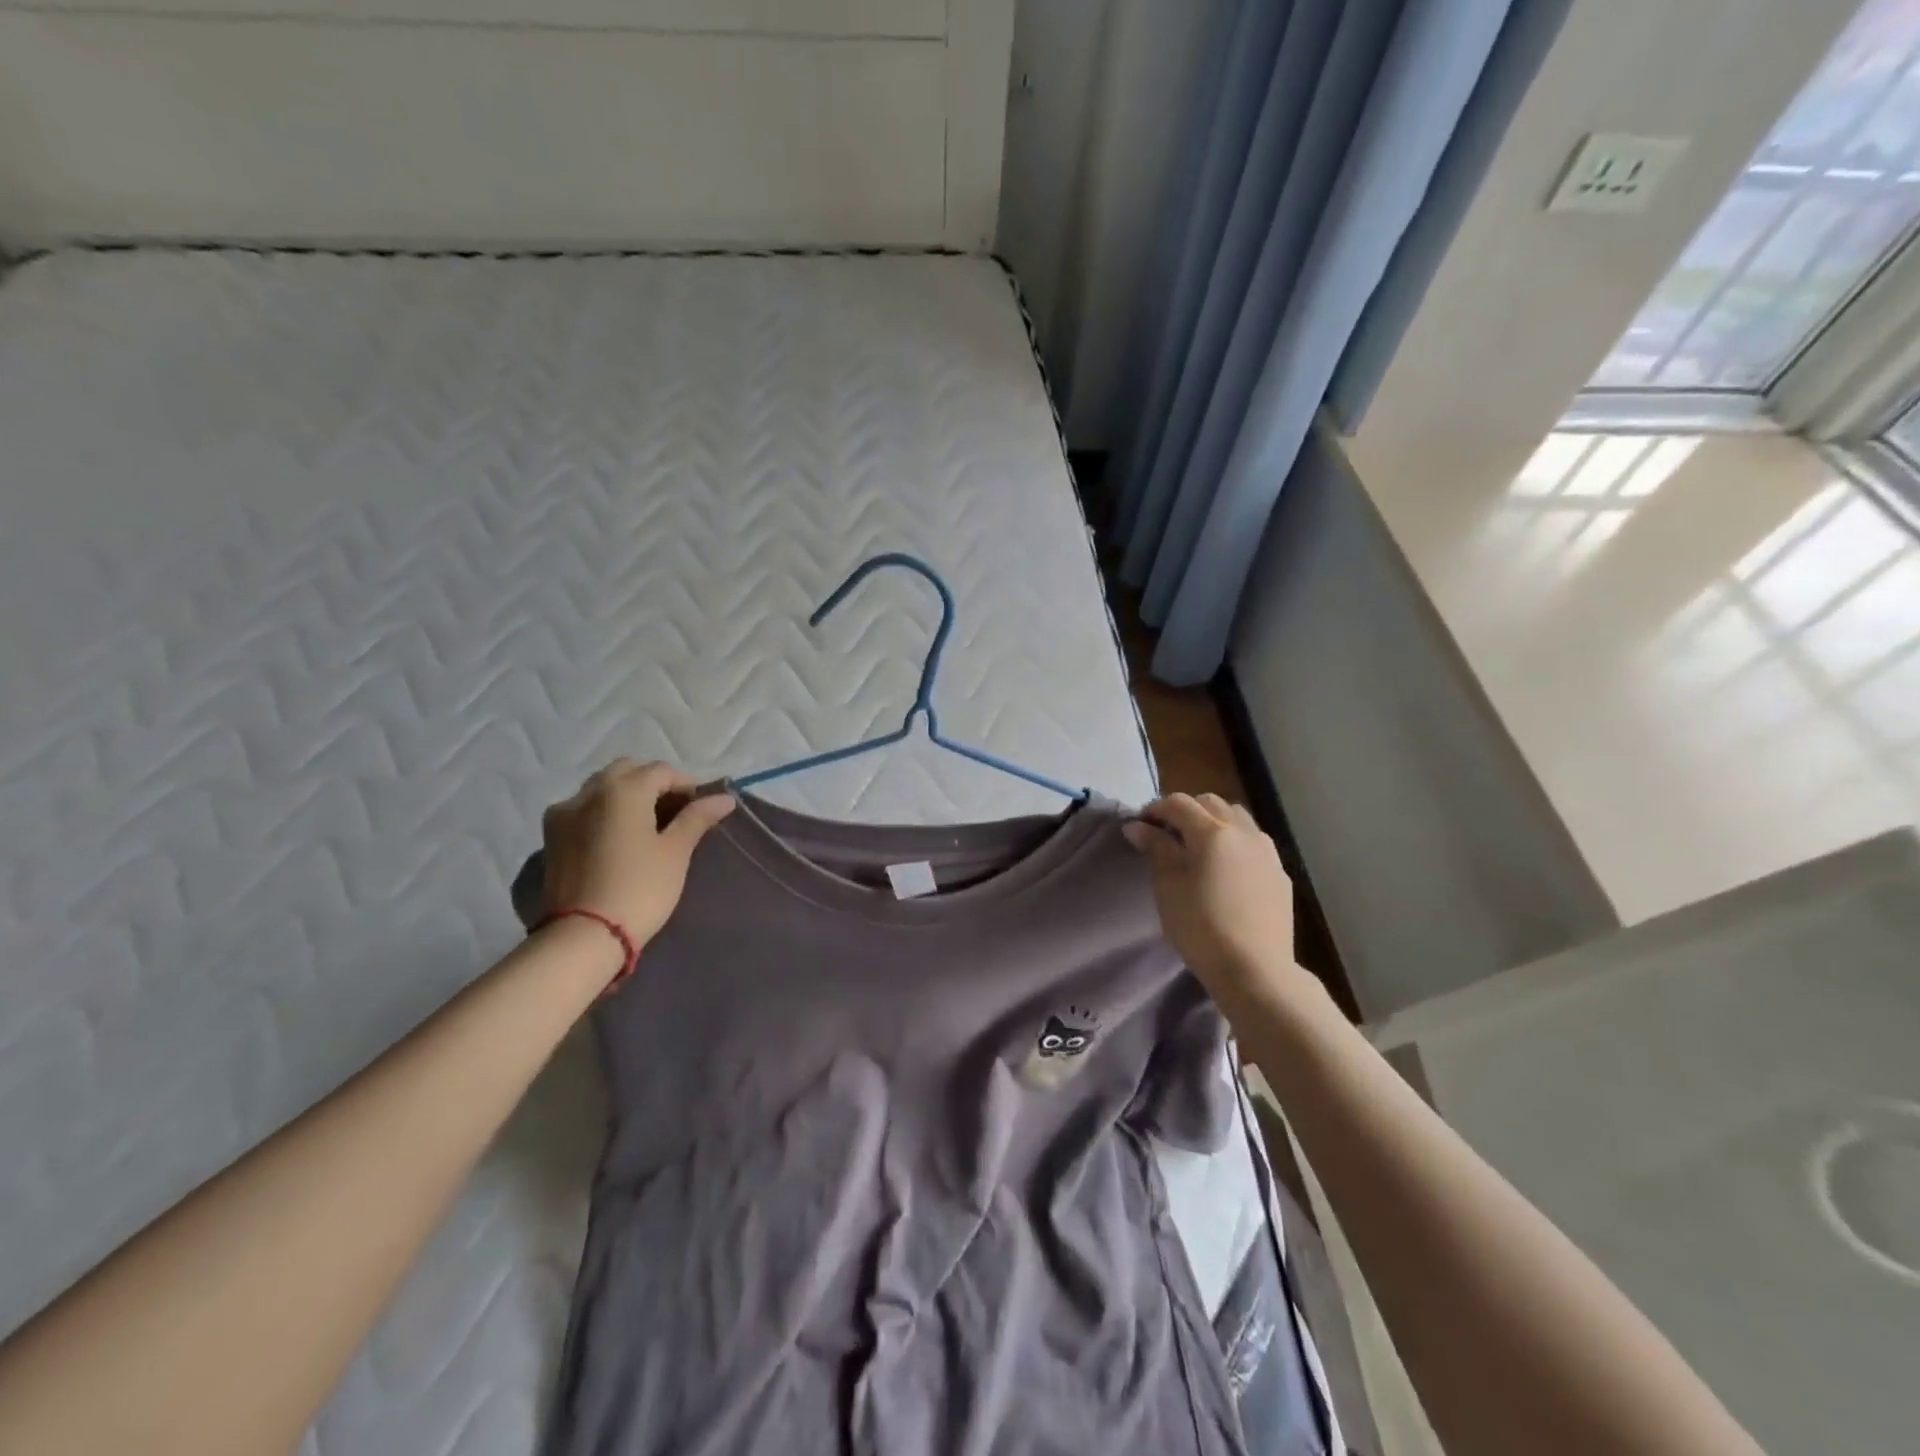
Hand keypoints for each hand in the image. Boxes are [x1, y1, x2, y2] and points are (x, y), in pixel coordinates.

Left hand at [539, 760, 735, 950]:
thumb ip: (697, 818)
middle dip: (653, 782)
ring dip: (627, 793)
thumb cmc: (640, 889)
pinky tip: (618, 835)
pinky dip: (604, 810)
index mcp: (623, 790)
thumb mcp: (675, 852)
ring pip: (601, 787)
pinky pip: (583, 808)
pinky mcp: (551, 836)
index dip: (686, 784)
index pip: (661, 771)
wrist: (583, 937)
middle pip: (627, 771)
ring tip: (647, 823)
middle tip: (675, 810)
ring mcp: (564, 813)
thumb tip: (724, 798)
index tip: (702, 807)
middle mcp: (589, 792)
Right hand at [1122, 793, 1297, 998]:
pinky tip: (1226, 869)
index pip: (1180, 803)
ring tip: (1199, 848)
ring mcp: (1267, 852)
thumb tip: (1138, 826)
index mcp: (1212, 832)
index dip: (1156, 808)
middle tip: (1167, 834)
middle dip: (1186, 811)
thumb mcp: (1168, 886)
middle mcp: (1243, 832)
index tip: (1141, 825)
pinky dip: (1235, 843)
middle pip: (1211, 803)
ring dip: (1214, 822)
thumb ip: (1156, 849)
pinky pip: (1254, 843)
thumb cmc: (1200, 927)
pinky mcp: (1280, 874)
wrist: (1255, 970)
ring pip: (1238, 818)